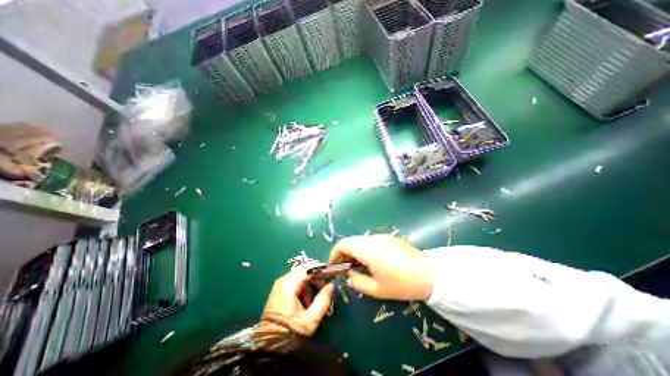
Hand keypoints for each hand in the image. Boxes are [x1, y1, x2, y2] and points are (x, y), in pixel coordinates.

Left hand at [259, 262, 334, 336]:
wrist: (268, 348)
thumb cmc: (289, 334)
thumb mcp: (310, 320)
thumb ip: (323, 300)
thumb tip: (332, 285)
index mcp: (288, 285)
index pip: (308, 268)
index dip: (322, 268)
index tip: (333, 273)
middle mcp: (283, 280)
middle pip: (304, 270)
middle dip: (318, 276)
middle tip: (328, 286)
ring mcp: (281, 285)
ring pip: (301, 276)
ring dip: (312, 283)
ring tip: (318, 298)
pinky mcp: (281, 290)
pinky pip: (296, 282)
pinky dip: (305, 288)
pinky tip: (308, 302)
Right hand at [330, 237, 432, 301]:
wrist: (430, 274)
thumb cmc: (401, 284)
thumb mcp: (376, 289)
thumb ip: (357, 282)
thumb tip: (350, 274)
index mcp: (367, 249)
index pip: (343, 244)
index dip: (334, 253)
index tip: (333, 265)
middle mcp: (372, 239)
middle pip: (351, 241)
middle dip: (343, 253)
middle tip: (344, 267)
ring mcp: (381, 236)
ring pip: (360, 240)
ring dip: (354, 250)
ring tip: (356, 265)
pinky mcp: (389, 238)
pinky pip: (370, 241)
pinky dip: (363, 248)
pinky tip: (370, 260)